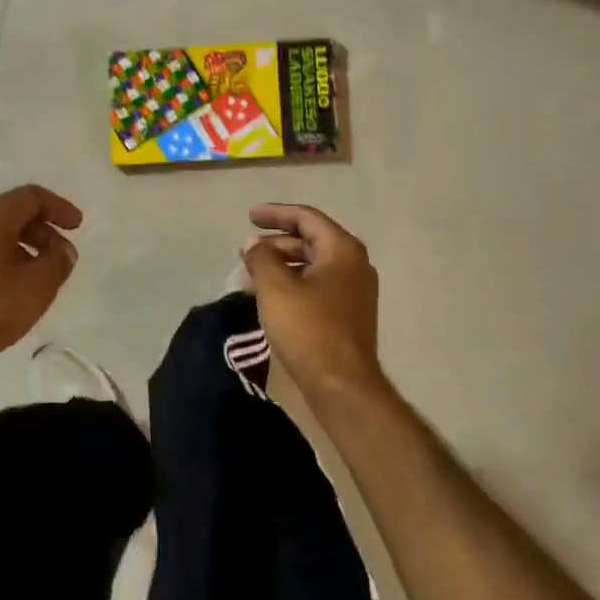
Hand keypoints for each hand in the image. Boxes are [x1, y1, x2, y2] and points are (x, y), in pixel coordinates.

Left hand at [0, 185, 82, 369]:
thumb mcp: (35, 287)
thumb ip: (57, 263)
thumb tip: (63, 249)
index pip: (32, 196)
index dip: (60, 208)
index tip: (77, 226)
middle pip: (13, 214)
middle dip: (42, 231)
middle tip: (60, 256)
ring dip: (22, 249)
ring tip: (37, 277)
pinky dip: (1, 261)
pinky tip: (7, 291)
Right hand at [240, 204, 385, 400]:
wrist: (343, 386)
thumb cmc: (309, 329)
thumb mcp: (276, 287)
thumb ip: (261, 258)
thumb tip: (254, 245)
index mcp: (342, 249)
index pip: (306, 217)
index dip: (275, 213)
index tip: (248, 215)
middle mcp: (354, 264)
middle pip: (310, 240)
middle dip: (275, 243)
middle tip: (245, 251)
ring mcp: (354, 291)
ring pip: (312, 266)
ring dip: (281, 265)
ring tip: (250, 277)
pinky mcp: (348, 314)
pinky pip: (316, 286)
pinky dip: (292, 284)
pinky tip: (269, 298)